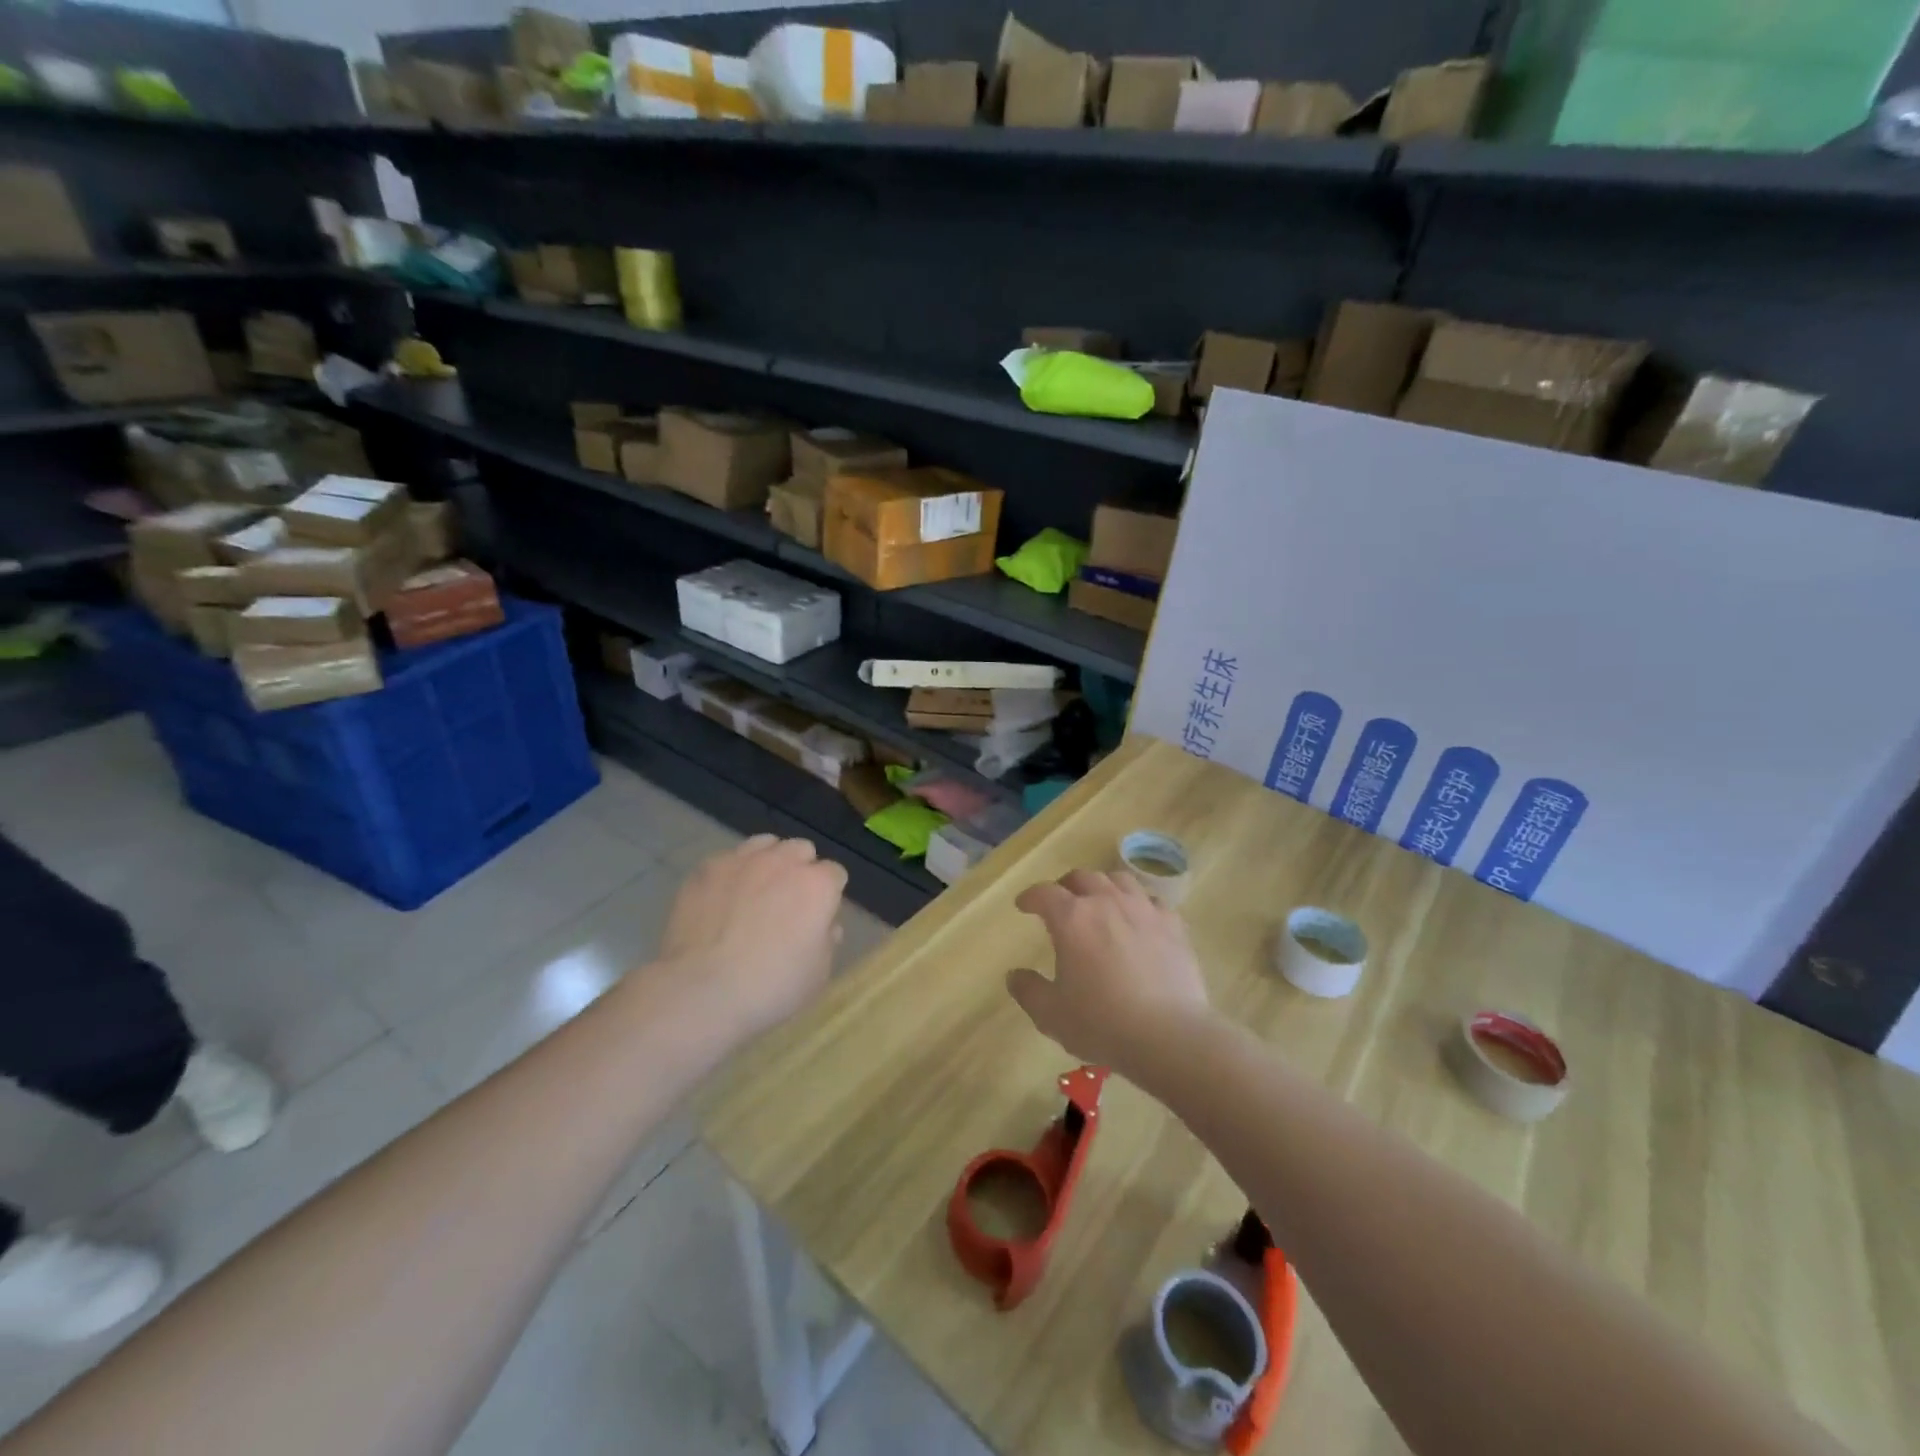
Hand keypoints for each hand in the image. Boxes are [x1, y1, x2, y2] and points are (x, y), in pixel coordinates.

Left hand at [657, 835, 847, 1042]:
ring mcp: (742, 860)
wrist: (702, 991)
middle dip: (800, 869)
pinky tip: (722, 898)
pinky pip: (728, 859)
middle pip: (801, 850)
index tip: (819, 916)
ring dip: (768, 861)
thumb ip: (827, 941)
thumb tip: (825, 925)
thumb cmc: (770, 987)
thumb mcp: (818, 974)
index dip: (829, 894)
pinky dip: (731, 873)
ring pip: (765, 844)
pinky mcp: (707, 869)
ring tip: (756, 890)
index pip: (835, 873)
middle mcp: (784, 862)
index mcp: (818, 886)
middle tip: (788, 902)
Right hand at [1007, 869, 1212, 1075]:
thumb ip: (1028, 991)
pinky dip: (1138, 903)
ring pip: (1119, 880)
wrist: (1169, 1035)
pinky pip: (1152, 900)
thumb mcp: (1051, 1015)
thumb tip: (1015, 975)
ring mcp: (1144, 910)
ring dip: (1103, 886)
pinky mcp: (1173, 925)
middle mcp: (1106, 902)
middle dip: (1066, 886)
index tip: (1023, 905)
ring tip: (1100, 901)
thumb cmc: (1102, 1023)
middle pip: (1083, 877)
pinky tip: (1139, 918)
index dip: (1030, 896)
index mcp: (1072, 919)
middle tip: (1061, 902)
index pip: (1044, 893)